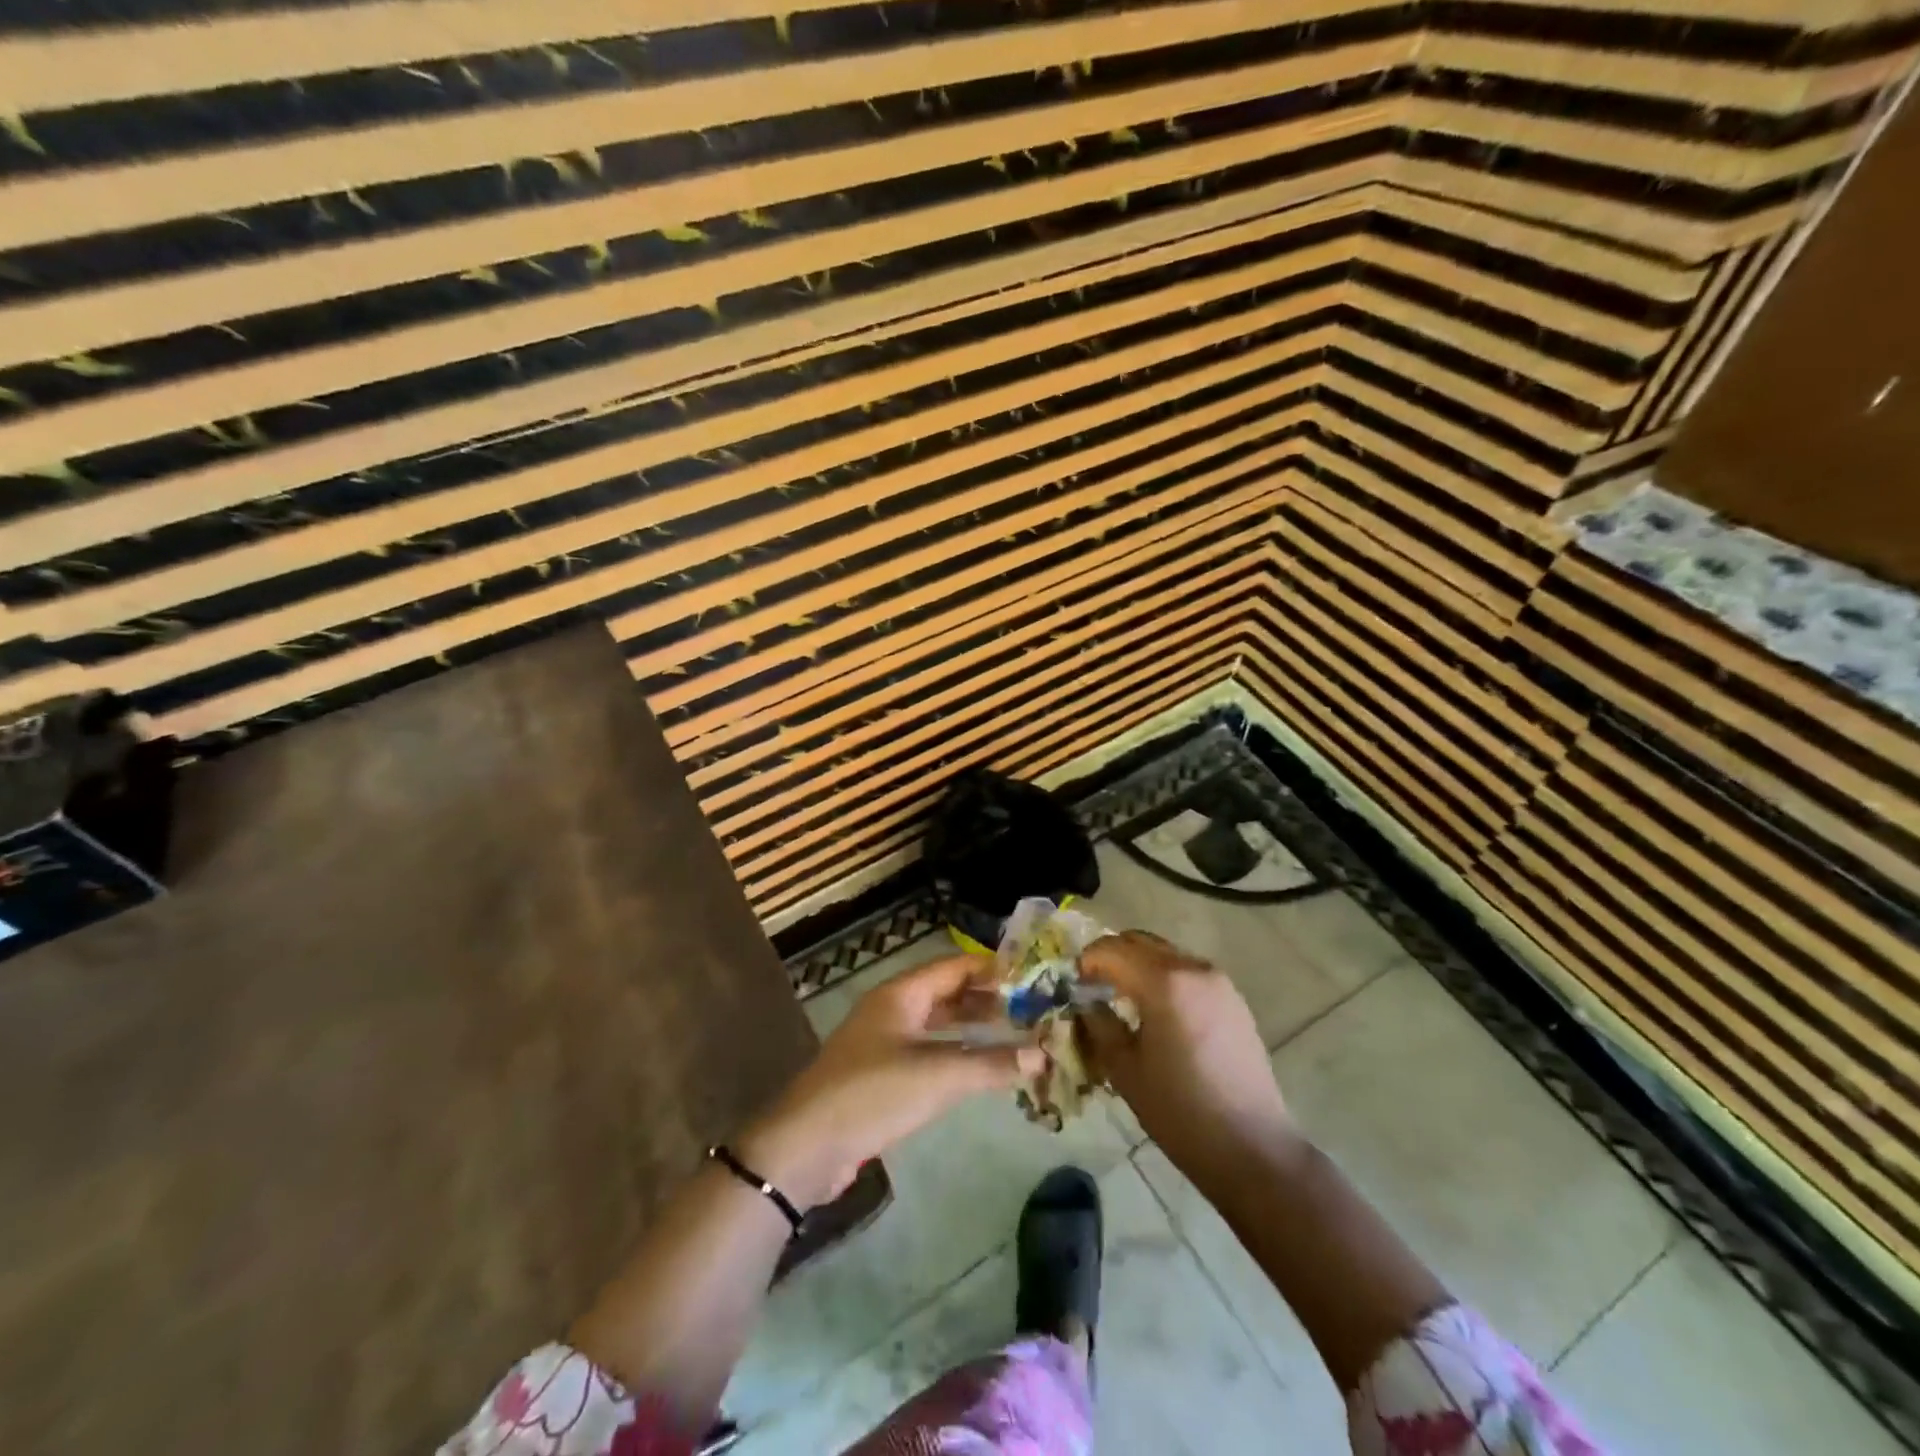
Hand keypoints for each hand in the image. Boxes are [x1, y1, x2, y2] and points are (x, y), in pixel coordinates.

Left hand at [739, 955, 1044, 1209]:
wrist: (806, 1147)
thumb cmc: (873, 1094)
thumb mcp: (937, 1076)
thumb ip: (990, 1064)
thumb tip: (1042, 1054)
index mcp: (901, 994)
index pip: (955, 966)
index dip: (992, 969)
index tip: (1032, 977)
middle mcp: (894, 1010)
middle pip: (947, 993)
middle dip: (987, 999)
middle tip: (1032, 1008)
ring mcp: (886, 1042)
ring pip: (939, 1024)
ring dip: (973, 1028)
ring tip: (1015, 1034)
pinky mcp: (883, 1075)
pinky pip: (929, 1053)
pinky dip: (956, 1054)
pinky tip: (980, 1068)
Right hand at [1077, 931, 1299, 1184]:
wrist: (1252, 1148)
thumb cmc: (1180, 1111)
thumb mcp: (1124, 1069)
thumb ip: (1099, 1024)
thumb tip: (1085, 1003)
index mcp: (1164, 982)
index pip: (1112, 950)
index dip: (1086, 961)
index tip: (1073, 984)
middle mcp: (1193, 968)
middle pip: (1140, 942)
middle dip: (1111, 956)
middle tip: (1092, 986)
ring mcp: (1218, 981)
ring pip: (1165, 953)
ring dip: (1137, 965)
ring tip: (1121, 998)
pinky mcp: (1233, 999)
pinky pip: (1187, 971)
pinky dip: (1163, 977)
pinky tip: (1156, 1011)